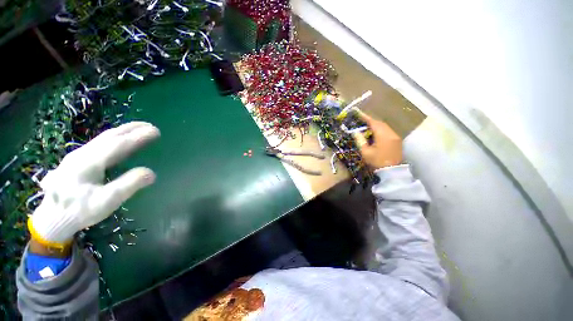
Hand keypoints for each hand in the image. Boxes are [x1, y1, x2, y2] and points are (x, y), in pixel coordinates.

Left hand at [29, 122, 159, 247]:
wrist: (52, 218)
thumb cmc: (80, 210)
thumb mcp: (106, 201)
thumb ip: (128, 185)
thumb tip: (151, 173)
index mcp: (89, 162)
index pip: (118, 144)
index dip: (138, 136)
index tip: (156, 131)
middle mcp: (83, 154)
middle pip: (109, 136)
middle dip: (131, 128)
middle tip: (150, 125)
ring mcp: (78, 156)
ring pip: (103, 138)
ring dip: (123, 131)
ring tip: (139, 129)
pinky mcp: (78, 161)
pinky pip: (100, 144)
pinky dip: (114, 138)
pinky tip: (120, 141)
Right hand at [352, 111, 401, 168]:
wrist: (392, 171)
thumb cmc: (377, 161)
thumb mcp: (365, 152)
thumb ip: (360, 140)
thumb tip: (355, 132)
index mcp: (383, 135)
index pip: (373, 122)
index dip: (365, 117)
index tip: (358, 113)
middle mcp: (391, 133)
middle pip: (380, 123)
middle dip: (370, 121)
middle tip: (361, 121)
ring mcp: (395, 137)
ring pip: (385, 127)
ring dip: (376, 125)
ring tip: (367, 127)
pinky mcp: (397, 141)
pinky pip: (388, 131)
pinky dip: (381, 130)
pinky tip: (375, 134)